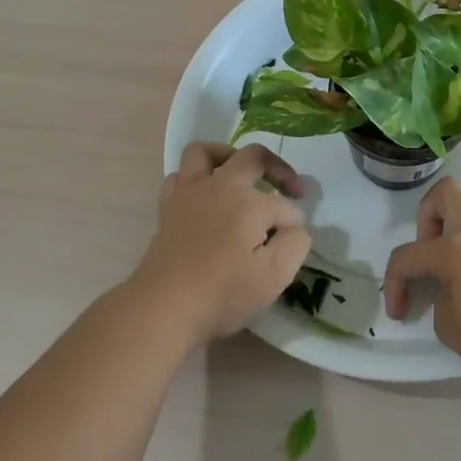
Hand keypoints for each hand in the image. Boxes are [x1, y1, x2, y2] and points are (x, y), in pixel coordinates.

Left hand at [127, 142, 311, 348]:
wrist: (165, 307)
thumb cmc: (223, 293)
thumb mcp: (275, 276)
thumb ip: (295, 243)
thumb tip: (294, 227)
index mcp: (249, 202)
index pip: (285, 206)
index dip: (296, 224)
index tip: (295, 244)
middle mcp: (220, 186)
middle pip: (253, 157)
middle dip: (278, 169)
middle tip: (291, 189)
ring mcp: (189, 193)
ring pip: (206, 153)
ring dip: (229, 157)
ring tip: (242, 176)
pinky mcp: (168, 207)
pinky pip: (180, 175)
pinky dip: (196, 179)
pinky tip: (206, 197)